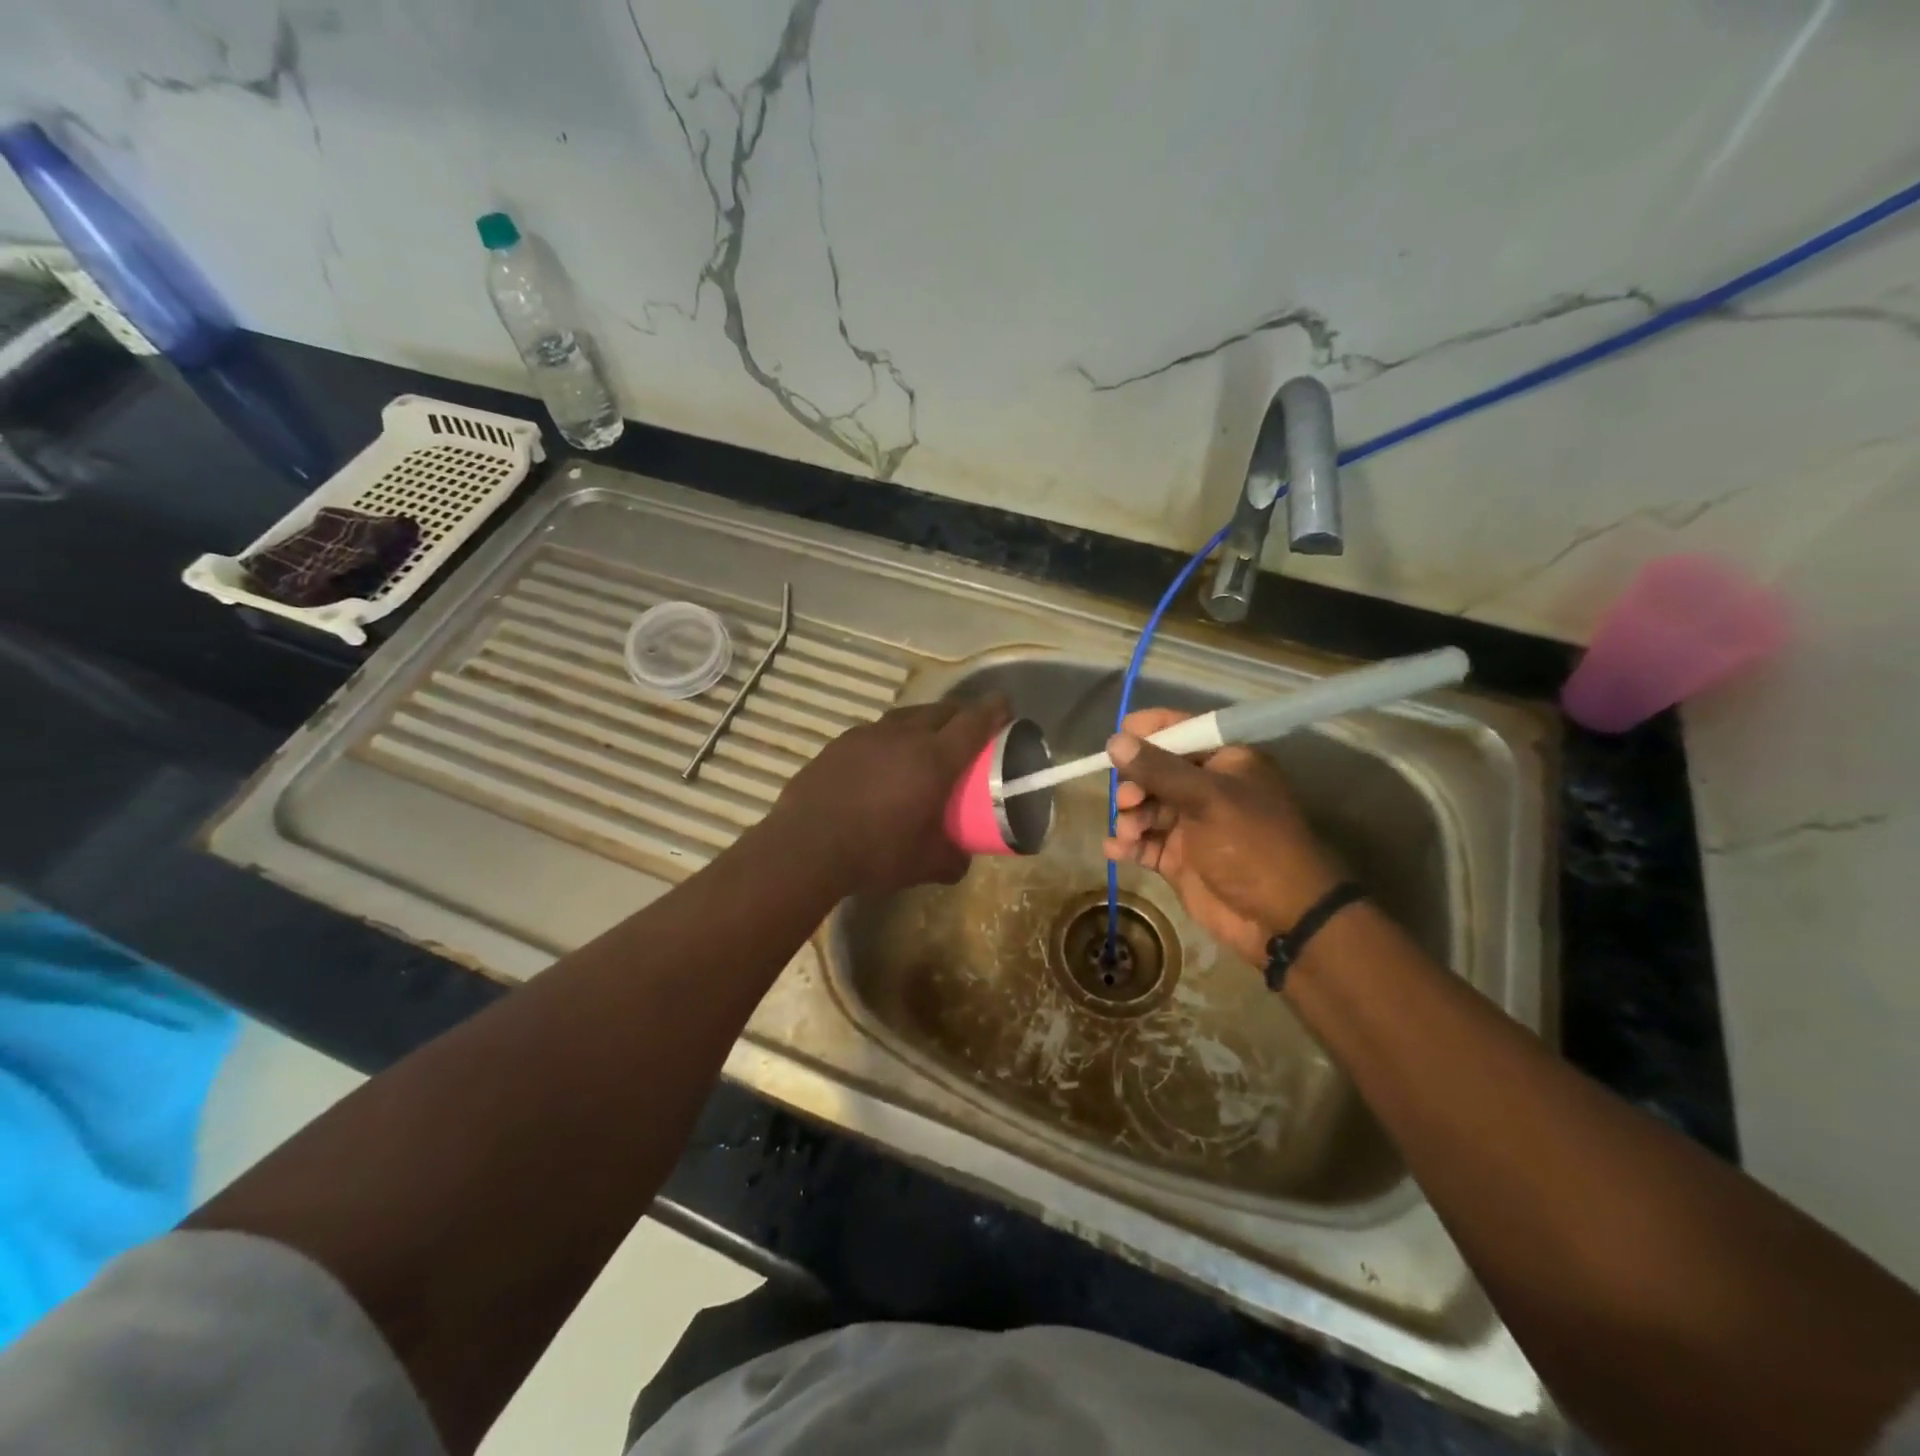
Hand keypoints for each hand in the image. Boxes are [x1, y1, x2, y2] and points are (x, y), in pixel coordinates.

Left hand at [770, 696, 1008, 896]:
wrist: (806, 846)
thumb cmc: (875, 853)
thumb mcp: (924, 864)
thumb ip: (951, 859)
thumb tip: (962, 859)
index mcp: (934, 759)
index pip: (974, 722)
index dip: (994, 710)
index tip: (1006, 707)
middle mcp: (904, 736)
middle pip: (942, 710)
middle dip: (961, 714)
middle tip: (969, 728)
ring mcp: (868, 735)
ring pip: (907, 716)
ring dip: (925, 721)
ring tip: (928, 739)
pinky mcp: (840, 743)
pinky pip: (877, 731)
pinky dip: (891, 738)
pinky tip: (884, 759)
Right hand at [1104, 708, 1342, 965]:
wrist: (1281, 918)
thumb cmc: (1252, 845)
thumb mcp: (1207, 800)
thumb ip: (1159, 770)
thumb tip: (1114, 741)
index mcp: (1227, 763)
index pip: (1184, 731)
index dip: (1150, 731)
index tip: (1117, 738)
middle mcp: (1208, 788)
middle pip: (1157, 771)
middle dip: (1135, 782)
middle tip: (1127, 800)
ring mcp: (1192, 826)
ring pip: (1147, 807)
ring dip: (1130, 815)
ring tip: (1129, 831)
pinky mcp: (1179, 859)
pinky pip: (1145, 842)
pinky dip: (1127, 843)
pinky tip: (1114, 848)